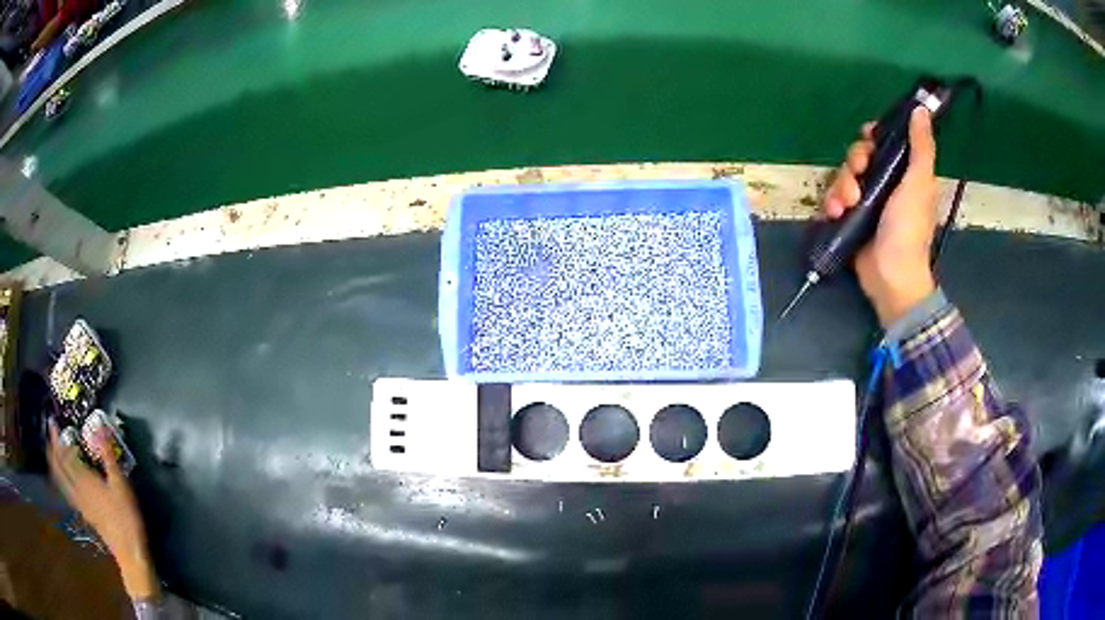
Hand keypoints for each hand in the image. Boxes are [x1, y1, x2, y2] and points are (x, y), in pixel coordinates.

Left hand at [48, 420, 159, 600]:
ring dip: (54, 463)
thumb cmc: (125, 515)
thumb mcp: (120, 484)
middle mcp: (76, 488)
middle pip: (59, 466)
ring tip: (52, 452)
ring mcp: (79, 502)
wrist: (128, 550)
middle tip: (50, 434)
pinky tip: (63, 479)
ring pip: (60, 479)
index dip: (57, 438)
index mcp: (83, 478)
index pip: (64, 454)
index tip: (53, 423)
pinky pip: (67, 491)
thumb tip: (99, 427)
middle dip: (52, 449)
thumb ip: (107, 456)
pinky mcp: (83, 512)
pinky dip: (61, 480)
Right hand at [824, 107, 938, 325]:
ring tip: (846, 205)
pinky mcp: (850, 219)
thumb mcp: (919, 183)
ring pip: (844, 176)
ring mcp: (866, 202)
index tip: (868, 138)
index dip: (873, 137)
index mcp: (904, 173)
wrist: (891, 277)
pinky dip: (832, 204)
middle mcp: (885, 184)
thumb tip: (921, 109)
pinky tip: (836, 214)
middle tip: (858, 177)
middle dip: (854, 163)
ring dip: (840, 187)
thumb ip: (920, 147)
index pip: (884, 143)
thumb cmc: (909, 230)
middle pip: (859, 156)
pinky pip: (834, 198)